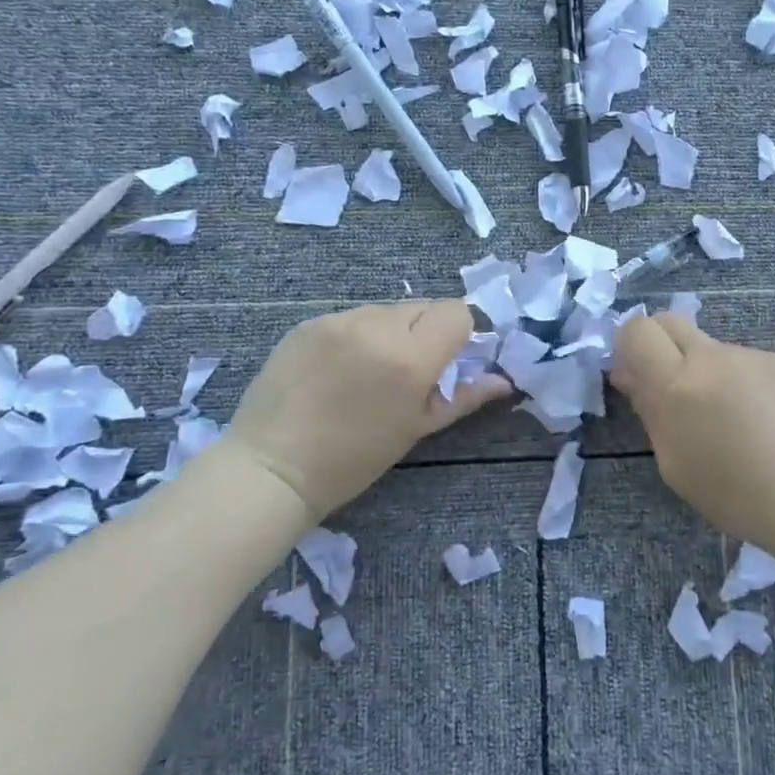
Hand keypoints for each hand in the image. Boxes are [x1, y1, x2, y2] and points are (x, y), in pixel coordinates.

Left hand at [226, 300, 508, 518]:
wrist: (272, 467)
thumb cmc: (354, 459)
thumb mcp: (416, 429)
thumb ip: (463, 397)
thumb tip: (503, 382)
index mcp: (410, 357)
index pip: (456, 312)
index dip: (461, 333)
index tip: (451, 358)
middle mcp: (376, 326)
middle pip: (423, 308)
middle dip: (427, 332)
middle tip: (411, 370)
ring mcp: (338, 320)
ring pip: (386, 311)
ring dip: (392, 332)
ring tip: (371, 371)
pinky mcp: (308, 322)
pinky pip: (351, 318)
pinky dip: (358, 335)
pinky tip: (340, 369)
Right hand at [611, 312, 774, 550]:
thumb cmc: (733, 494)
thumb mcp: (674, 462)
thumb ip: (649, 410)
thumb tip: (631, 376)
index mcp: (676, 384)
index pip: (638, 330)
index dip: (629, 345)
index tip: (635, 373)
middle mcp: (711, 357)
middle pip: (669, 321)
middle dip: (659, 344)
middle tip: (669, 384)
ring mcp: (749, 355)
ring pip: (709, 346)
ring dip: (703, 369)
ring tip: (728, 417)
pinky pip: (743, 361)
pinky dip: (738, 380)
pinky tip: (760, 418)